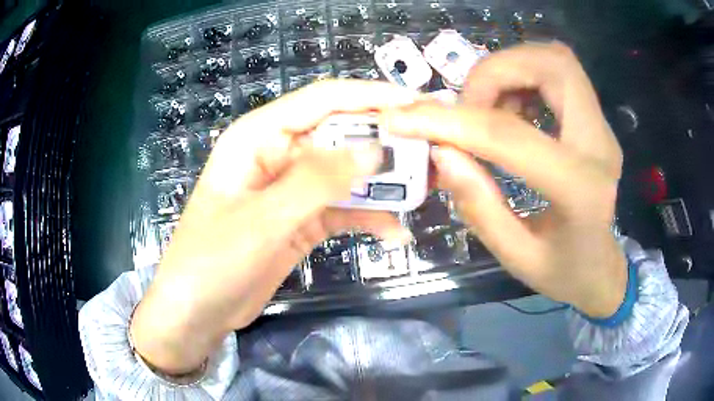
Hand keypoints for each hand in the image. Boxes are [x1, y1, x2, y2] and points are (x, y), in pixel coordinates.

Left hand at [131, 80, 415, 374]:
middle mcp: (278, 155)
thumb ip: (316, 182)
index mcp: (259, 137)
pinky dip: (369, 218)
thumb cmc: (213, 260)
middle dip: (384, 142)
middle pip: (340, 135)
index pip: (321, 101)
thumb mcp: (262, 219)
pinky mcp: (302, 220)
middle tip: (430, 152)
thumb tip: (374, 151)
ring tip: (423, 191)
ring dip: (382, 183)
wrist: (198, 311)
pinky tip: (395, 233)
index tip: (414, 103)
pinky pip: (343, 209)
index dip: (369, 96)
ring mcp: (292, 190)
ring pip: (346, 174)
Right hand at [382, 42, 626, 318]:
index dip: (453, 122)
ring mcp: (602, 129)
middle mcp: (599, 146)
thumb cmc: (564, 272)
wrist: (602, 269)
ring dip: (509, 70)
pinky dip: (524, 76)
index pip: (511, 136)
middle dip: (495, 71)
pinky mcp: (596, 122)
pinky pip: (559, 74)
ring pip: (556, 61)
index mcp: (580, 191)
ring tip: (486, 108)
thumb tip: (441, 152)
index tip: (406, 118)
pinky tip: (510, 109)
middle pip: (552, 65)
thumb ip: (479, 206)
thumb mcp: (516, 257)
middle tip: (466, 105)